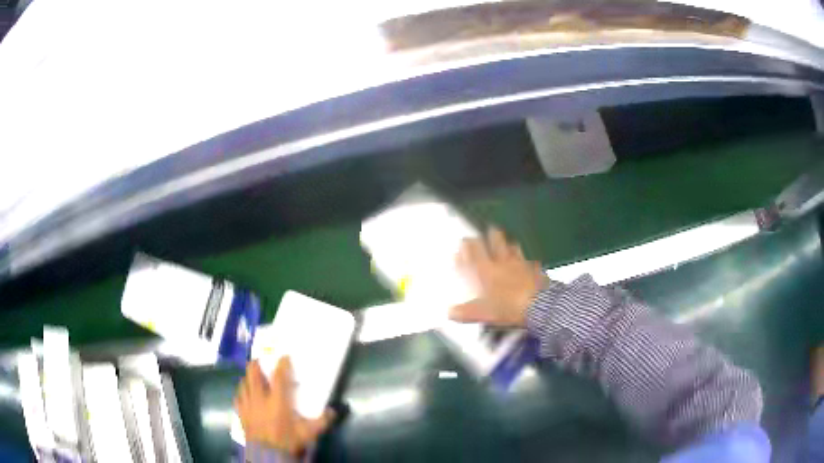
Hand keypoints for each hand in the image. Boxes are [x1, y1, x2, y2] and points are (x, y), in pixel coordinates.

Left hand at [235, 357, 334, 455]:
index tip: (284, 357)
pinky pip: (238, 397)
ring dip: (248, 378)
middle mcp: (260, 398)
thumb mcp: (309, 433)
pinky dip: (241, 393)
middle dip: (256, 365)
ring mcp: (248, 405)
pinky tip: (244, 394)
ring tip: (252, 377)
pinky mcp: (241, 413)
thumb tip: (333, 411)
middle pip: (254, 374)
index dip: (282, 364)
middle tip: (261, 361)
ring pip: (244, 383)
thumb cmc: (288, 441)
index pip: (279, 377)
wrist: (268, 454)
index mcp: (278, 400)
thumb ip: (322, 421)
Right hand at [450, 226, 548, 326]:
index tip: (462, 245)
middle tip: (485, 233)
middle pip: (494, 241)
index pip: (473, 253)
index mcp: (486, 270)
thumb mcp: (483, 314)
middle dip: (489, 236)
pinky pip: (529, 260)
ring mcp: (520, 263)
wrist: (537, 305)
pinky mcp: (534, 268)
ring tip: (505, 243)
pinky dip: (526, 260)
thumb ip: (466, 312)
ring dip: (507, 244)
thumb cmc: (508, 307)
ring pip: (512, 246)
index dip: (466, 248)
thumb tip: (451, 312)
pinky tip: (528, 263)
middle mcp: (502, 262)